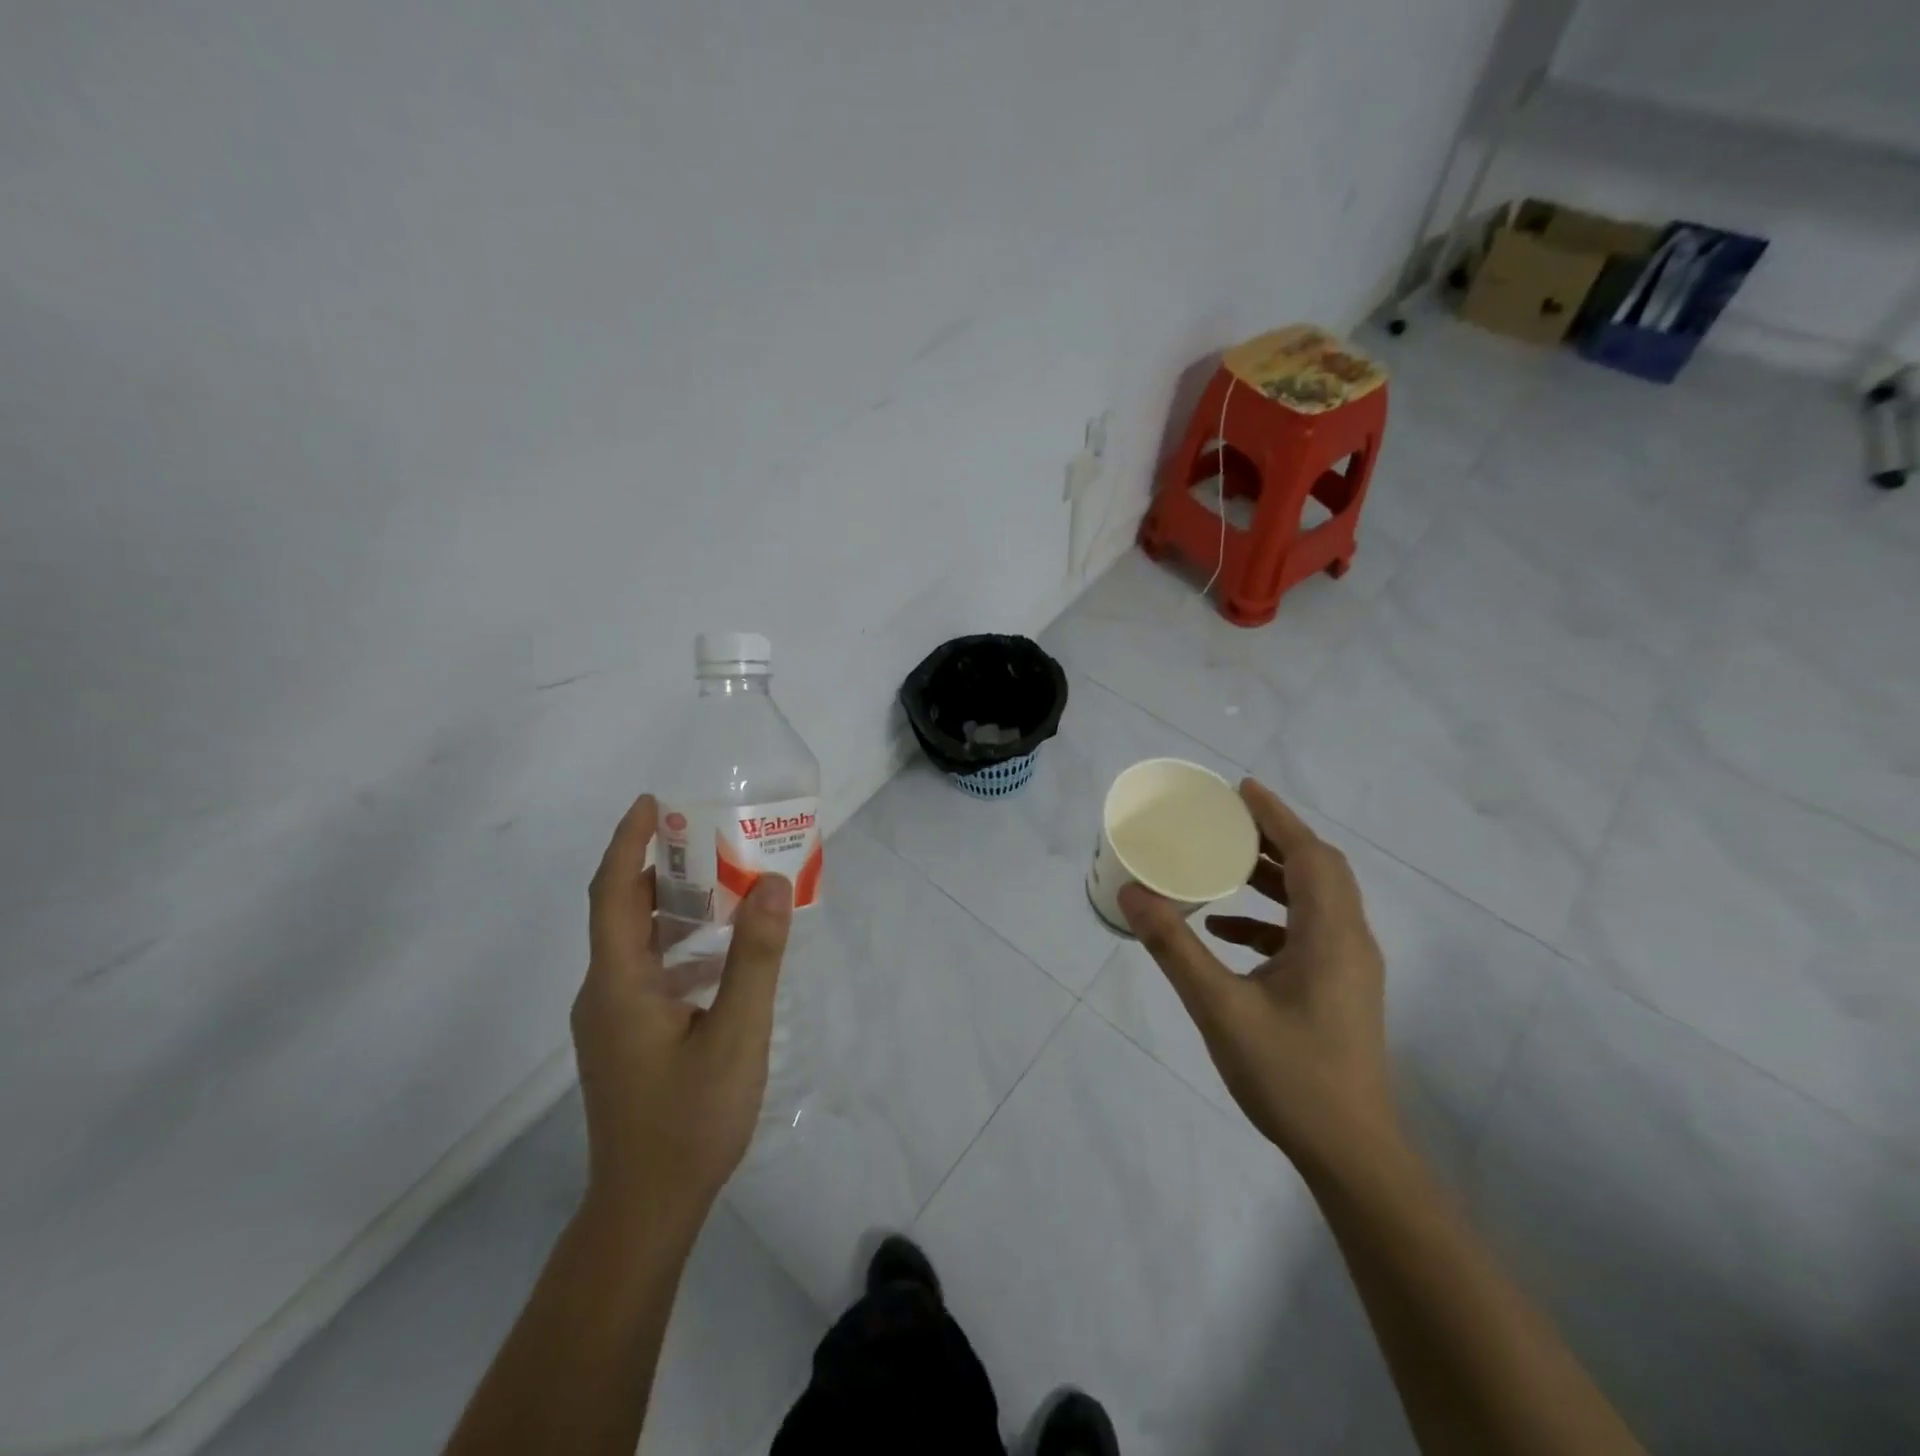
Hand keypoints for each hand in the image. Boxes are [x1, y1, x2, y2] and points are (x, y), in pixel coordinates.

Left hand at [571, 794, 793, 1229]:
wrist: (646, 1210)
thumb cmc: (689, 1121)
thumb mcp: (736, 1035)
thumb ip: (754, 957)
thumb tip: (770, 883)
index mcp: (618, 984)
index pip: (612, 893)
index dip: (629, 842)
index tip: (654, 802)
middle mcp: (603, 993)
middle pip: (622, 912)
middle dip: (658, 868)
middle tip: (709, 838)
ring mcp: (611, 1020)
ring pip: (637, 944)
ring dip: (673, 908)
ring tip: (723, 886)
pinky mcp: (625, 1039)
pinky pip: (648, 972)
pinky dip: (679, 946)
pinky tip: (721, 957)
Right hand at [1118, 778, 1395, 1176]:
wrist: (1351, 1154)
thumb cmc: (1289, 1075)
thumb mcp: (1220, 1007)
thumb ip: (1175, 947)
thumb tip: (1133, 893)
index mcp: (1330, 935)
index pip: (1310, 855)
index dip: (1277, 817)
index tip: (1240, 789)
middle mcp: (1350, 941)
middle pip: (1318, 869)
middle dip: (1274, 838)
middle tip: (1226, 820)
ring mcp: (1349, 968)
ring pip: (1315, 900)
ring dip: (1272, 876)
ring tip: (1222, 864)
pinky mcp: (1340, 990)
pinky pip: (1307, 933)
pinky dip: (1269, 918)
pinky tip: (1226, 931)